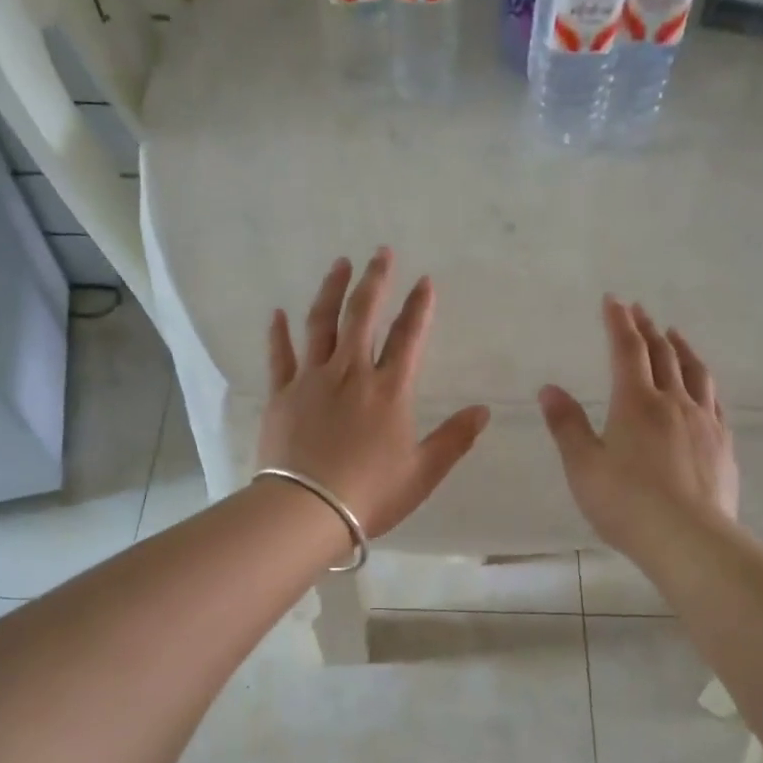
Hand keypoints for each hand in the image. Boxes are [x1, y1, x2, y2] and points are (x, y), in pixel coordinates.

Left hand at [259, 250, 489, 537]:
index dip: (418, 307)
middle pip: (362, 315)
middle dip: (375, 281)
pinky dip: (279, 333)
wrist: (306, 510)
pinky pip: (280, 355)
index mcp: (389, 391)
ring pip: (321, 323)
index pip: (408, 337)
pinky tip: (279, 313)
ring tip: (340, 265)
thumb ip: (454, 439)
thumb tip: (483, 411)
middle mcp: (351, 373)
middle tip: (381, 253)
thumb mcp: (423, 472)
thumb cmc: (370, 494)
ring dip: (331, 290)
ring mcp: (312, 380)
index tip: (424, 281)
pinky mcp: (282, 394)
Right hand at [539, 297, 738, 558]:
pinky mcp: (723, 444)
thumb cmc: (626, 503)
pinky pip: (714, 400)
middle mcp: (673, 402)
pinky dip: (703, 382)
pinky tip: (702, 388)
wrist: (689, 539)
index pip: (627, 350)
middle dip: (648, 329)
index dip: (619, 322)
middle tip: (640, 311)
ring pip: (695, 372)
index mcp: (635, 403)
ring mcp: (704, 422)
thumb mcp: (583, 466)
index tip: (613, 300)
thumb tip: (549, 388)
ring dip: (681, 348)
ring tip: (675, 335)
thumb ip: (567, 425)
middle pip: (662, 354)